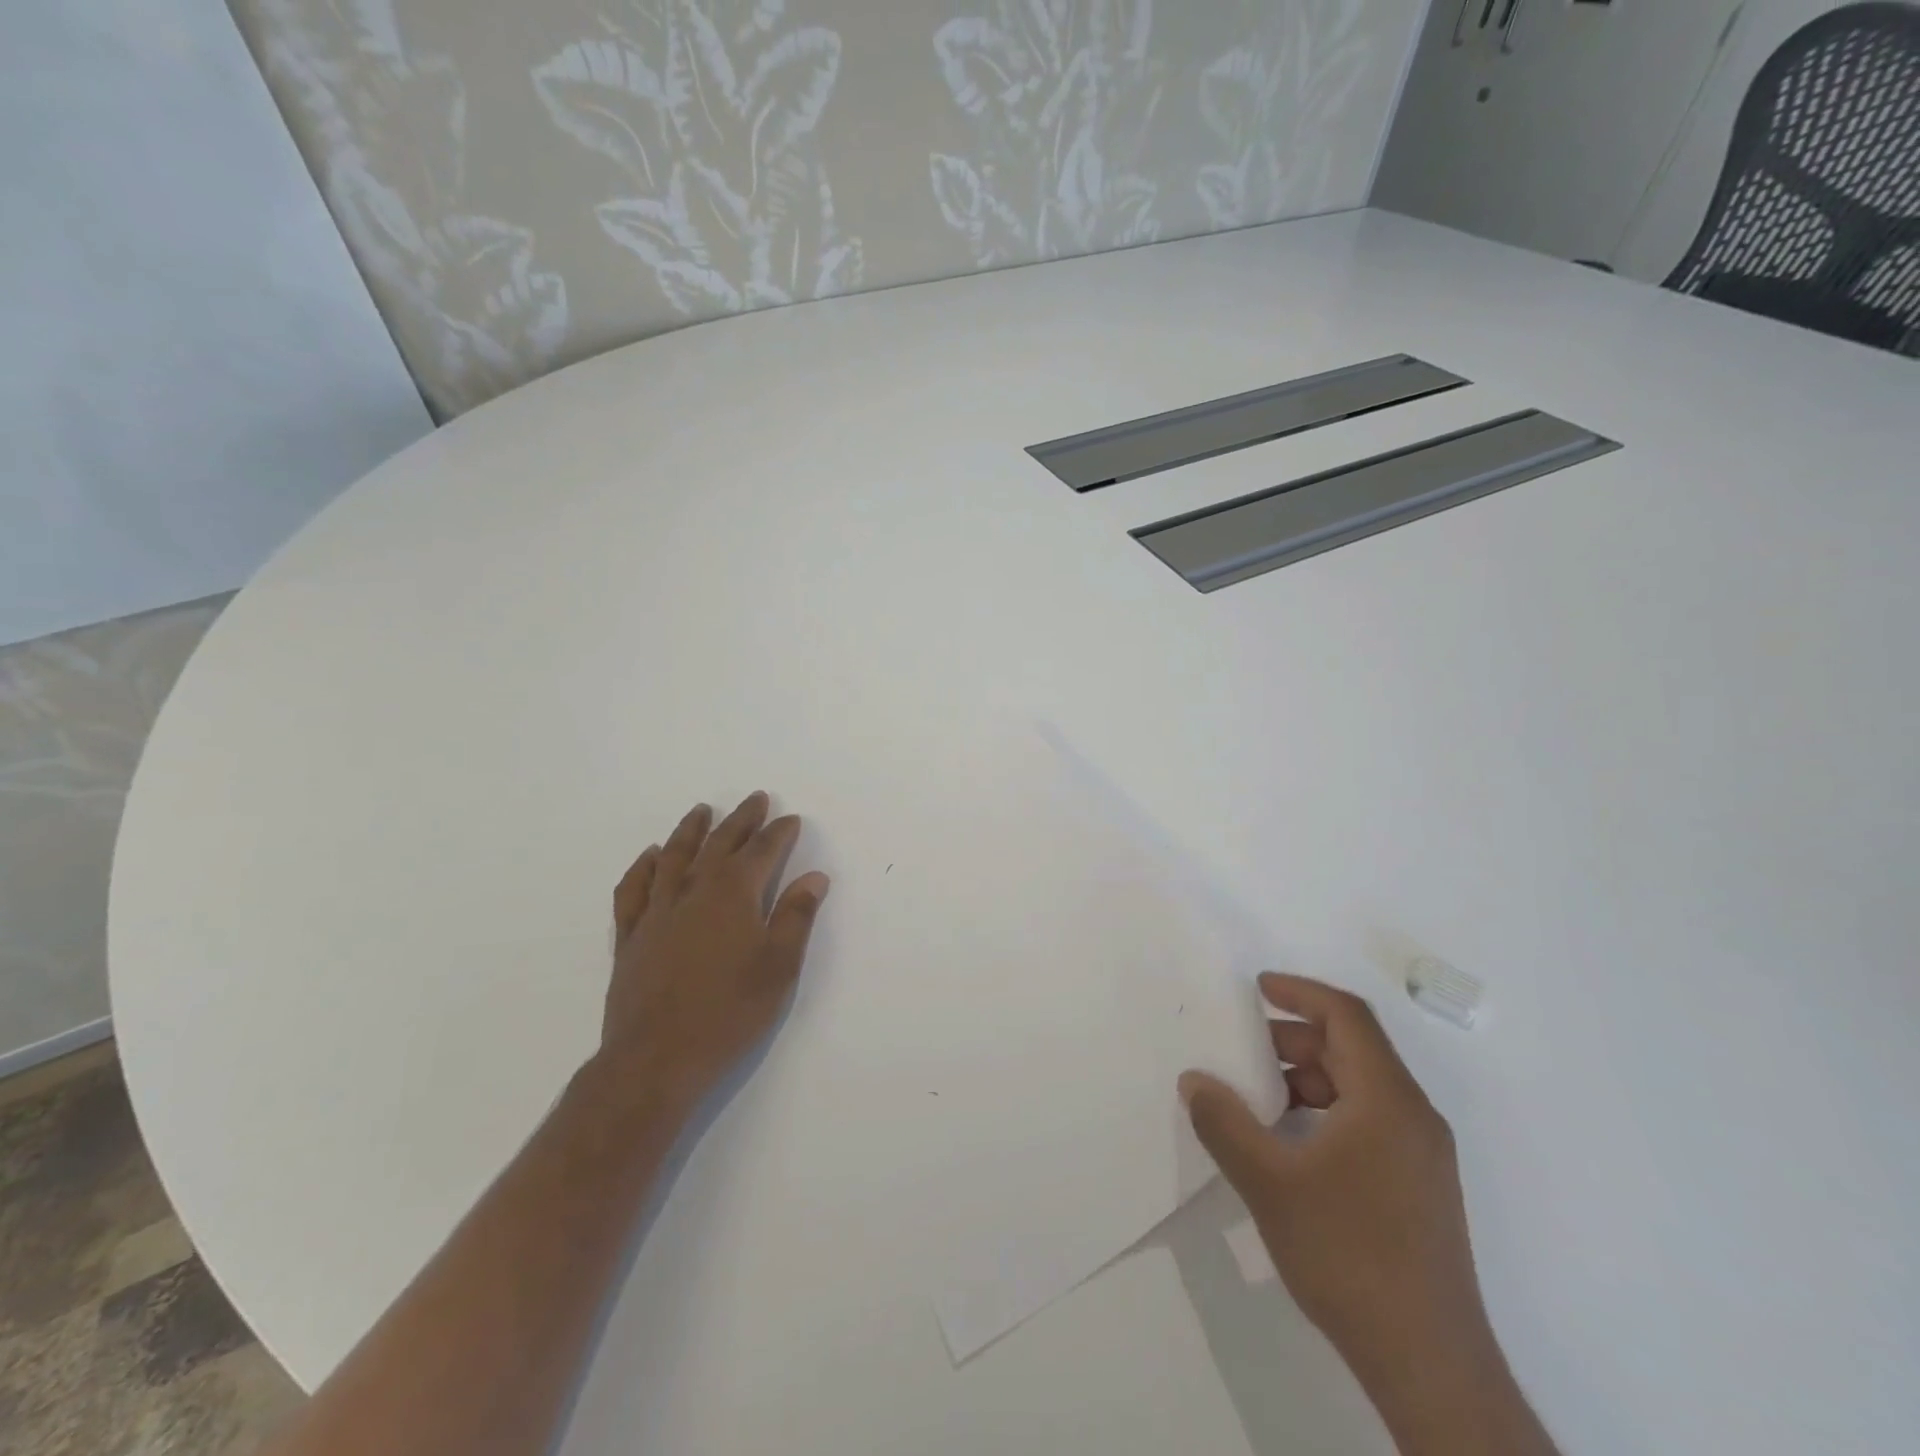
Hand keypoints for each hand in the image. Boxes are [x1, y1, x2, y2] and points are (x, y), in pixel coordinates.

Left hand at [598, 792, 829, 1109]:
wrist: (656, 1059)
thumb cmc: (729, 1013)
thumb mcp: (778, 967)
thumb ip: (795, 917)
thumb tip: (814, 877)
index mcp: (733, 895)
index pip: (761, 852)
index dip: (778, 833)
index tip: (791, 820)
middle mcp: (693, 892)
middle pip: (719, 844)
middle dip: (741, 820)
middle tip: (755, 799)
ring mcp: (657, 912)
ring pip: (674, 857)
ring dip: (690, 830)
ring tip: (702, 811)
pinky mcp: (631, 936)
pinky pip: (634, 889)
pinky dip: (643, 867)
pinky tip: (650, 856)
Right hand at [1178, 974, 1488, 1384]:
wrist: (1430, 1365)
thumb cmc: (1349, 1255)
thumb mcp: (1269, 1182)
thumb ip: (1224, 1123)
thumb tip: (1194, 1080)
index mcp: (1387, 1100)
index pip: (1347, 1016)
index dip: (1301, 992)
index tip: (1257, 988)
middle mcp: (1414, 1116)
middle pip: (1354, 1048)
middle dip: (1295, 1038)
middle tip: (1244, 1051)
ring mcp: (1422, 1155)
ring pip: (1361, 1087)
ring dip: (1309, 1077)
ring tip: (1259, 1099)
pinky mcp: (1420, 1188)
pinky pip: (1370, 1121)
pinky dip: (1327, 1111)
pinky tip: (1291, 1144)